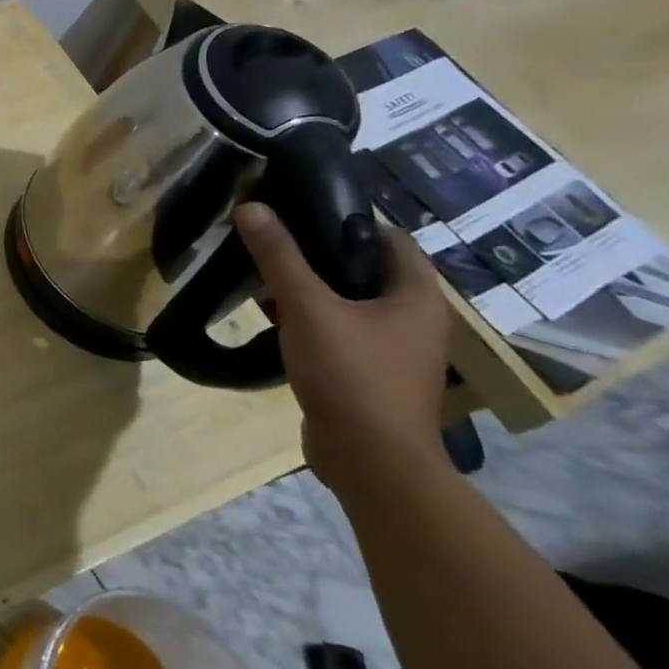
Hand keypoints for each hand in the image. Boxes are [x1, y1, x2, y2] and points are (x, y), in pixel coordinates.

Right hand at [234, 202, 451, 496]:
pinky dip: (309, 319)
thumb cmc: (352, 374)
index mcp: (416, 297)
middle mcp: (414, 319)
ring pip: (348, 302)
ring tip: (263, 276)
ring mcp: (394, 350)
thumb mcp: (307, 307)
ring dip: (309, 288)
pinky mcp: (370, 373)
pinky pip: (339, 331)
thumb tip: (252, 207)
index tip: (300, 209)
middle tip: (272, 240)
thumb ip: (279, 256)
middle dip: (317, 254)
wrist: (371, 461)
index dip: (348, 219)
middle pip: (364, 269)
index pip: (390, 238)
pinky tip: (273, 318)